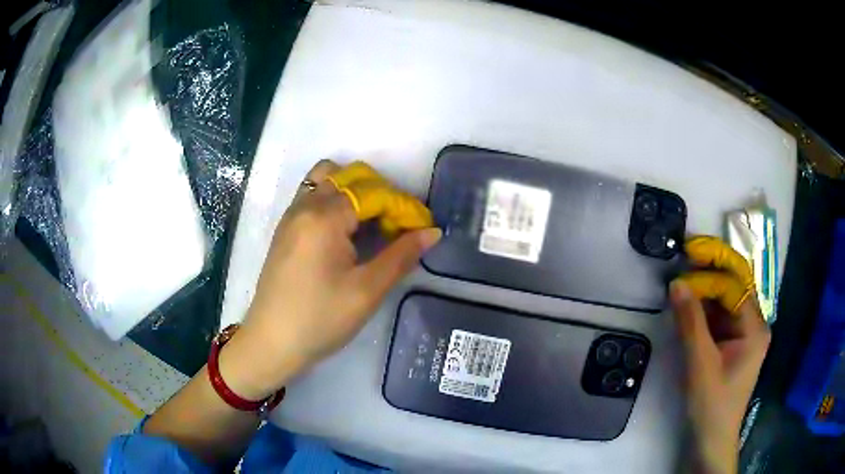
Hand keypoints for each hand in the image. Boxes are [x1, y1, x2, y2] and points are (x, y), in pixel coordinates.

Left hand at [220, 160, 440, 400]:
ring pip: (327, 179)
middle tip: (398, 225)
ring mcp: (291, 215)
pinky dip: (335, 199)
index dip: (403, 206)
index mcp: (324, 217)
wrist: (271, 342)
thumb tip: (433, 231)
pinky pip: (313, 195)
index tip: (423, 227)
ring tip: (371, 222)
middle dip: (381, 193)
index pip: (373, 192)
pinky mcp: (285, 229)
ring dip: (354, 191)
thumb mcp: (366, 291)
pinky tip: (346, 231)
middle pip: (349, 176)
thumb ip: (401, 256)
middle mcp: (305, 205)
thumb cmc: (320, 319)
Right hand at [670, 237, 770, 473]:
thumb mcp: (700, 365)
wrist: (712, 440)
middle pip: (734, 287)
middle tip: (685, 257)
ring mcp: (744, 334)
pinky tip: (688, 306)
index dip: (711, 272)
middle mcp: (754, 324)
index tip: (684, 262)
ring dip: (705, 290)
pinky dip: (704, 309)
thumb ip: (690, 323)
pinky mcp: (733, 344)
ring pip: (726, 301)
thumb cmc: (711, 406)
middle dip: (711, 271)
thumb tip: (677, 282)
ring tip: (682, 281)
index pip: (735, 286)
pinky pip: (720, 317)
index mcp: (755, 328)